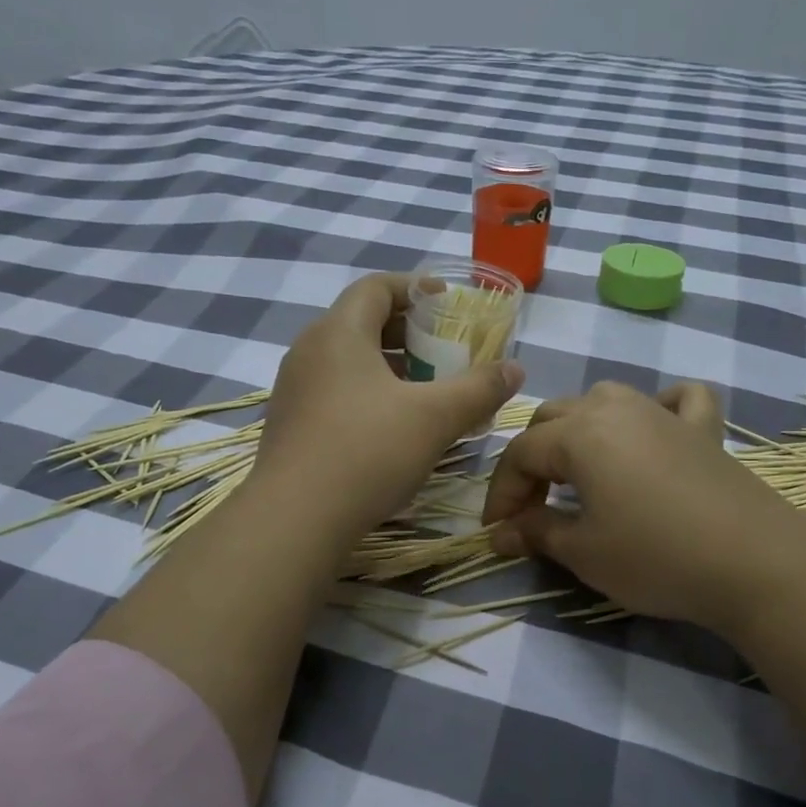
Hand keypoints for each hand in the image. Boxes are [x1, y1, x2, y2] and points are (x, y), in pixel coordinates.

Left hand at [258, 273, 524, 542]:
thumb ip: (479, 388)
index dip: (415, 289)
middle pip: (361, 322)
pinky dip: (367, 394)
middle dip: (407, 333)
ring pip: (347, 361)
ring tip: (424, 392)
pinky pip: (334, 391)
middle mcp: (309, 351)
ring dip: (388, 367)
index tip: (447, 305)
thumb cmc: (368, 452)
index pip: (376, 287)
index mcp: (339, 332)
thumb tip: (515, 368)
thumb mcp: (435, 418)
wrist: (295, 519)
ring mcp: (294, 390)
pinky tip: (391, 428)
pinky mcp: (290, 425)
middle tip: (443, 353)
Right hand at [483, 381, 805, 636]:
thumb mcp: (582, 552)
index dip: (501, 494)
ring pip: (604, 399)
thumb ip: (535, 532)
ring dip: (580, 429)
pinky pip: (676, 400)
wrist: (754, 563)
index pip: (520, 454)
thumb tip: (500, 533)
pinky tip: (655, 428)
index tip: (497, 532)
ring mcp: (663, 413)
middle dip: (533, 461)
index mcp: (579, 433)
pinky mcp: (704, 429)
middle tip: (533, 508)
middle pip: (553, 419)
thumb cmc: (655, 556)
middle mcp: (615, 408)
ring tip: (579, 469)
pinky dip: (659, 407)